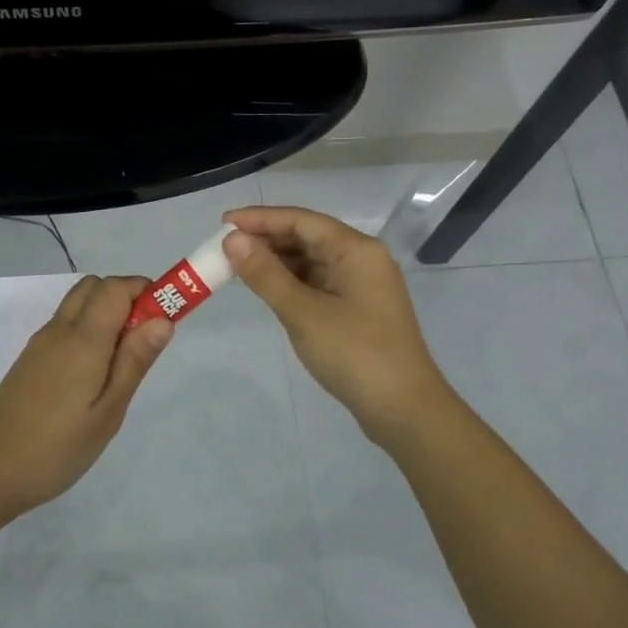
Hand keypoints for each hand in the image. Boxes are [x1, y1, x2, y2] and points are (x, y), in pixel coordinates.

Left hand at [0, 275, 173, 520]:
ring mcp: (40, 345)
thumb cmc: (55, 449)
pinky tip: (92, 377)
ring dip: (106, 314)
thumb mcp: (107, 412)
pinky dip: (87, 331)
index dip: (146, 291)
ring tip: (121, 364)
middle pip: (95, 287)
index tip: (166, 320)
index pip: (116, 287)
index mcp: (82, 339)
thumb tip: (163, 318)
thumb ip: (134, 361)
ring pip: (78, 306)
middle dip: (127, 298)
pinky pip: (65, 327)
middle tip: (144, 343)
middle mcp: (59, 330)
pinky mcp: (30, 361)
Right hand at [223, 206, 453, 443]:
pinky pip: (318, 282)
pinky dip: (291, 282)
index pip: (301, 220)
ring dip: (277, 262)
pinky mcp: (358, 309)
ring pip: (312, 261)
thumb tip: (233, 240)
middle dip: (266, 240)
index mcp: (356, 250)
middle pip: (308, 237)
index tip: (223, 224)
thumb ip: (266, 274)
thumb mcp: (303, 312)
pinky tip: (268, 289)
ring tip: (238, 268)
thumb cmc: (354, 353)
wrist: (403, 409)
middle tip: (224, 250)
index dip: (260, 219)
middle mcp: (362, 259)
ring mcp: (362, 285)